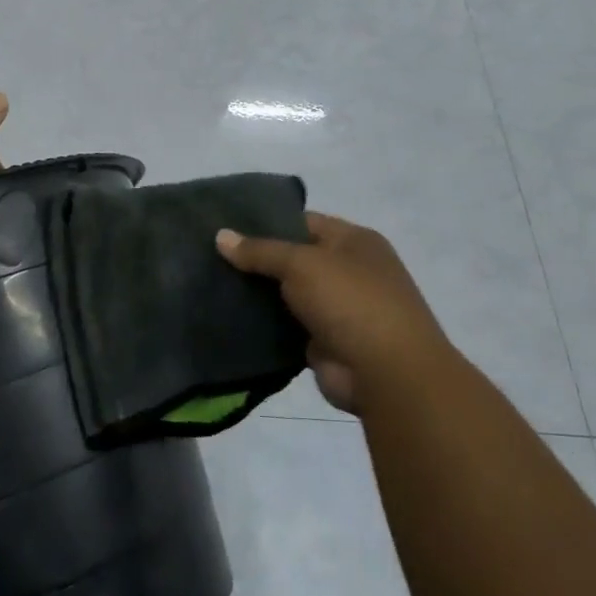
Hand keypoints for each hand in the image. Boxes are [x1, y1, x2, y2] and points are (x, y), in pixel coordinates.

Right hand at [216, 212, 455, 412]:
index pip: (302, 222)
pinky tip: (228, 316)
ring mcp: (337, 308)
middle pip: (292, 258)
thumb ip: (260, 250)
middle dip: (255, 259)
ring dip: (256, 293)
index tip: (224, 226)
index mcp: (354, 241)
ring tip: (209, 283)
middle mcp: (349, 270)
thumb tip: (220, 235)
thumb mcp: (301, 264)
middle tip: (209, 255)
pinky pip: (285, 326)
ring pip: (286, 294)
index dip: (264, 222)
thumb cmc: (350, 302)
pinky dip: (263, 324)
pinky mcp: (323, 341)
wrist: (386, 374)